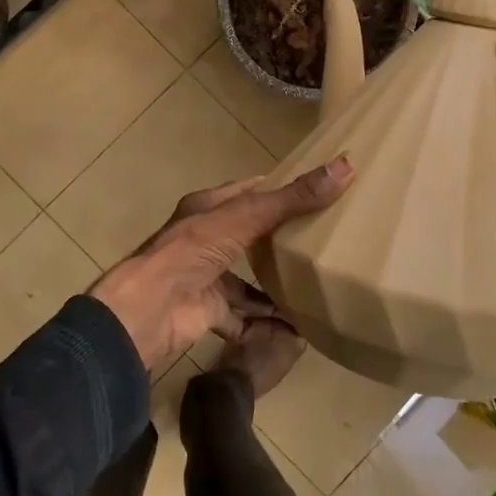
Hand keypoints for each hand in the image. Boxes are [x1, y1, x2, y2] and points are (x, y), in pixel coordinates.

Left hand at [89, 159, 354, 372]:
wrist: (150, 309)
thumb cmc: (193, 251)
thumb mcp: (246, 217)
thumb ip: (293, 198)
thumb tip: (345, 166)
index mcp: (208, 209)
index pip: (248, 192)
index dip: (279, 189)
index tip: (317, 190)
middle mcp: (206, 240)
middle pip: (250, 236)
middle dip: (282, 240)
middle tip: (326, 240)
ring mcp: (206, 277)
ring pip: (248, 280)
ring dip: (276, 286)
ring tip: (316, 286)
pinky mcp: (209, 312)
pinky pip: (244, 317)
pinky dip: (266, 323)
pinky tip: (297, 328)